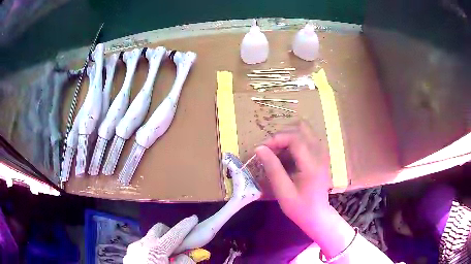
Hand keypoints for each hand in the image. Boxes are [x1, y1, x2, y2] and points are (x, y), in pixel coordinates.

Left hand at [124, 215, 197, 263]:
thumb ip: (184, 262)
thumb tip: (187, 255)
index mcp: (156, 249)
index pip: (175, 233)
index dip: (186, 225)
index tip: (193, 218)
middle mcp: (143, 244)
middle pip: (158, 228)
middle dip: (169, 231)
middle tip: (177, 243)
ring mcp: (134, 248)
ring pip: (149, 238)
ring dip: (159, 242)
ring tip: (164, 256)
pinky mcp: (129, 254)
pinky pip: (141, 246)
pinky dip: (149, 249)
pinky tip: (151, 261)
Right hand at [255, 121, 331, 232]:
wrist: (318, 216)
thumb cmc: (300, 208)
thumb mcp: (283, 192)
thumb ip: (273, 168)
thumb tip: (259, 149)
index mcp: (312, 164)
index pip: (295, 138)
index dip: (276, 139)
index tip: (262, 149)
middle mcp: (320, 154)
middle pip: (302, 128)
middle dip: (283, 134)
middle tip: (270, 149)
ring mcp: (322, 153)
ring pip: (305, 131)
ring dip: (288, 136)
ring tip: (276, 151)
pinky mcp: (321, 156)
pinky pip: (307, 139)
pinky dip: (294, 141)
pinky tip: (286, 156)